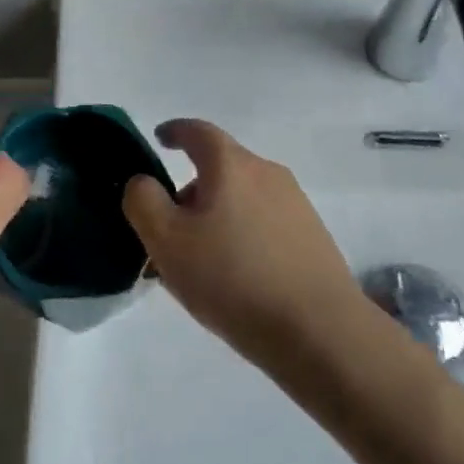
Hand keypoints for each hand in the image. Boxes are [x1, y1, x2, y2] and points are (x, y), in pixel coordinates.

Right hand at [123, 119, 364, 369]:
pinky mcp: (312, 237)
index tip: (159, 139)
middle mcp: (267, 173)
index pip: (197, 131)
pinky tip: (234, 277)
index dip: (174, 131)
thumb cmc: (232, 278)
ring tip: (199, 262)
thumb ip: (144, 201)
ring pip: (242, 198)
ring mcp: (295, 204)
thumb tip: (144, 182)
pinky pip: (264, 223)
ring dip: (216, 217)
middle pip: (220, 168)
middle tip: (168, 230)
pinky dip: (242, 236)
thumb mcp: (167, 240)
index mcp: (230, 165)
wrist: (319, 332)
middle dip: (190, 191)